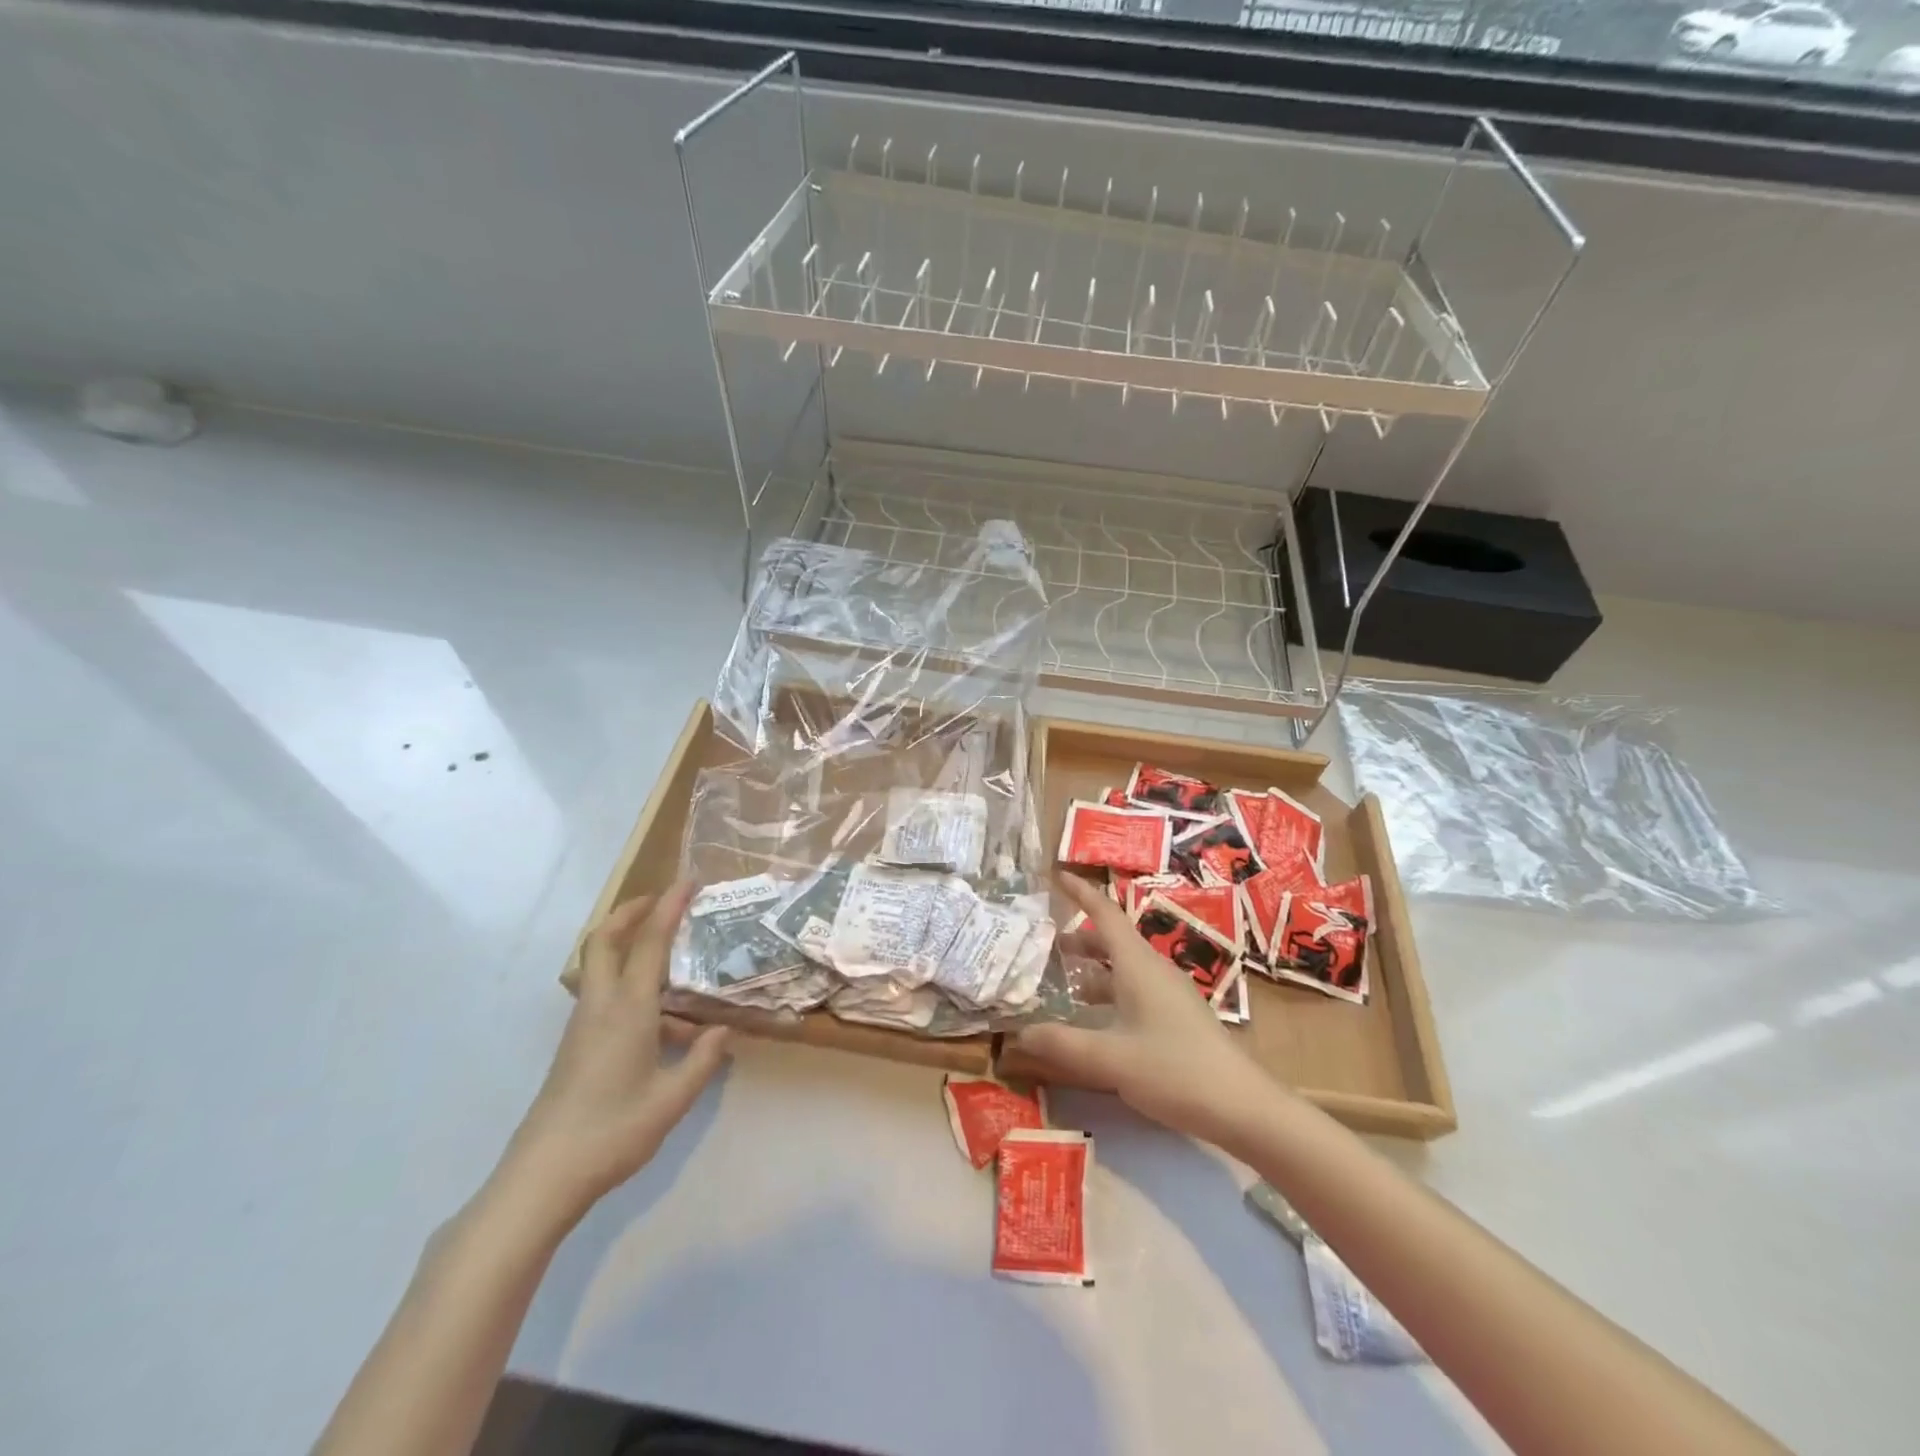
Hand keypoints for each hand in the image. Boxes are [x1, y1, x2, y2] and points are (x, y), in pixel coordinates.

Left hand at [495, 884, 730, 1228]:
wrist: (543, 1176)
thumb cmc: (613, 1131)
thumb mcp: (672, 1099)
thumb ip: (702, 1061)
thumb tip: (723, 1032)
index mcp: (627, 1009)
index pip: (649, 942)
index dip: (669, 906)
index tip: (688, 881)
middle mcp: (601, 1006)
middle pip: (605, 940)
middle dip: (631, 911)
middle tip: (663, 901)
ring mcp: (583, 1025)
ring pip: (602, 967)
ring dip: (631, 948)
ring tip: (675, 964)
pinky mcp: (577, 1045)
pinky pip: (605, 996)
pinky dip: (631, 985)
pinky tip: (664, 1022)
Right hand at [1013, 872, 1275, 1150]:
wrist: (1242, 1107)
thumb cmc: (1174, 1070)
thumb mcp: (1109, 1058)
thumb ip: (1061, 1043)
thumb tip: (1018, 1032)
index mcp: (1137, 965)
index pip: (1104, 913)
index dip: (1080, 892)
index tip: (1057, 876)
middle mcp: (1153, 970)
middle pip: (1113, 940)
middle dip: (1080, 936)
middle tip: (1046, 943)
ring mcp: (1169, 994)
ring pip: (1124, 967)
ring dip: (1094, 968)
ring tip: (1064, 981)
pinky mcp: (1177, 1017)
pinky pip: (1135, 989)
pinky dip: (1110, 992)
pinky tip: (1096, 1019)